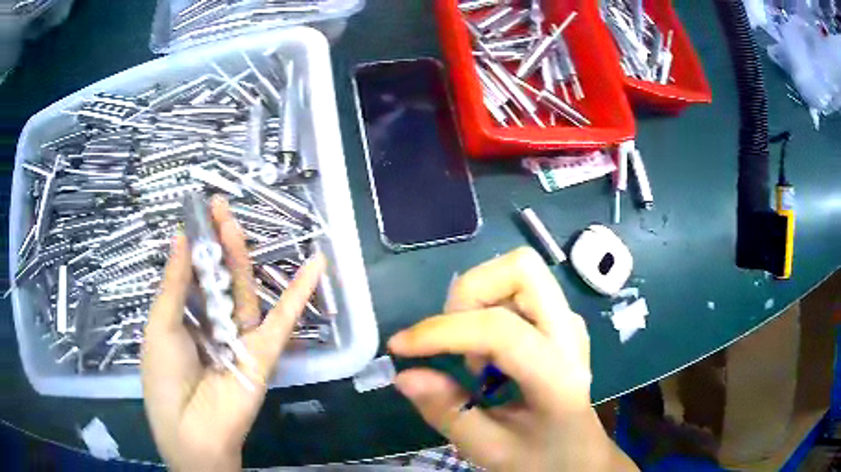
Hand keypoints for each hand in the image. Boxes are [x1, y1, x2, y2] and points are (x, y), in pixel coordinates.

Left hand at [142, 196, 325, 471]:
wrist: (191, 430)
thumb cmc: (164, 378)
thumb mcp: (160, 326)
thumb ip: (175, 284)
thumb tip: (181, 237)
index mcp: (185, 319)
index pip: (193, 274)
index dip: (196, 244)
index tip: (198, 213)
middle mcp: (213, 324)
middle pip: (219, 278)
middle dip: (217, 243)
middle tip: (218, 208)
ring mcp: (240, 337)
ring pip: (245, 291)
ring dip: (242, 257)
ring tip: (234, 222)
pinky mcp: (263, 352)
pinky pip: (283, 320)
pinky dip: (299, 293)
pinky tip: (316, 265)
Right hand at [388, 247, 636, 471]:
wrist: (581, 454)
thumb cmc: (541, 457)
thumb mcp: (489, 449)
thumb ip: (447, 412)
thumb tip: (403, 375)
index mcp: (557, 375)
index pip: (500, 331)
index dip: (442, 332)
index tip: (400, 348)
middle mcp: (568, 333)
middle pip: (521, 269)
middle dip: (471, 292)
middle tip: (453, 340)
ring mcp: (567, 320)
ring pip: (519, 270)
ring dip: (479, 299)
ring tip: (472, 352)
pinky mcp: (558, 319)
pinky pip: (518, 289)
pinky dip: (488, 305)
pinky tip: (488, 350)